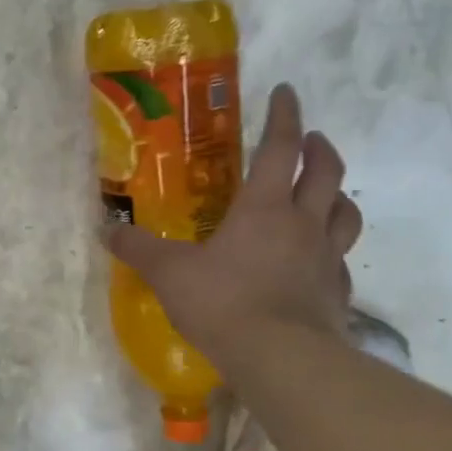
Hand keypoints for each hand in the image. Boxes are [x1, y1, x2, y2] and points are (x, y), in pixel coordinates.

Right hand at [104, 83, 361, 358]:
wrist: (281, 359)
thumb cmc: (224, 303)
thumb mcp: (169, 274)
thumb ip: (139, 250)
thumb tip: (106, 231)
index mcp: (264, 208)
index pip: (280, 147)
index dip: (284, 116)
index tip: (287, 91)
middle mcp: (303, 223)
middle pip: (325, 171)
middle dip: (318, 148)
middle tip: (309, 138)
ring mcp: (326, 258)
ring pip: (345, 212)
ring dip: (337, 193)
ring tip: (326, 192)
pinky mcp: (337, 292)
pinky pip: (341, 259)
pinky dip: (333, 249)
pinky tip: (318, 260)